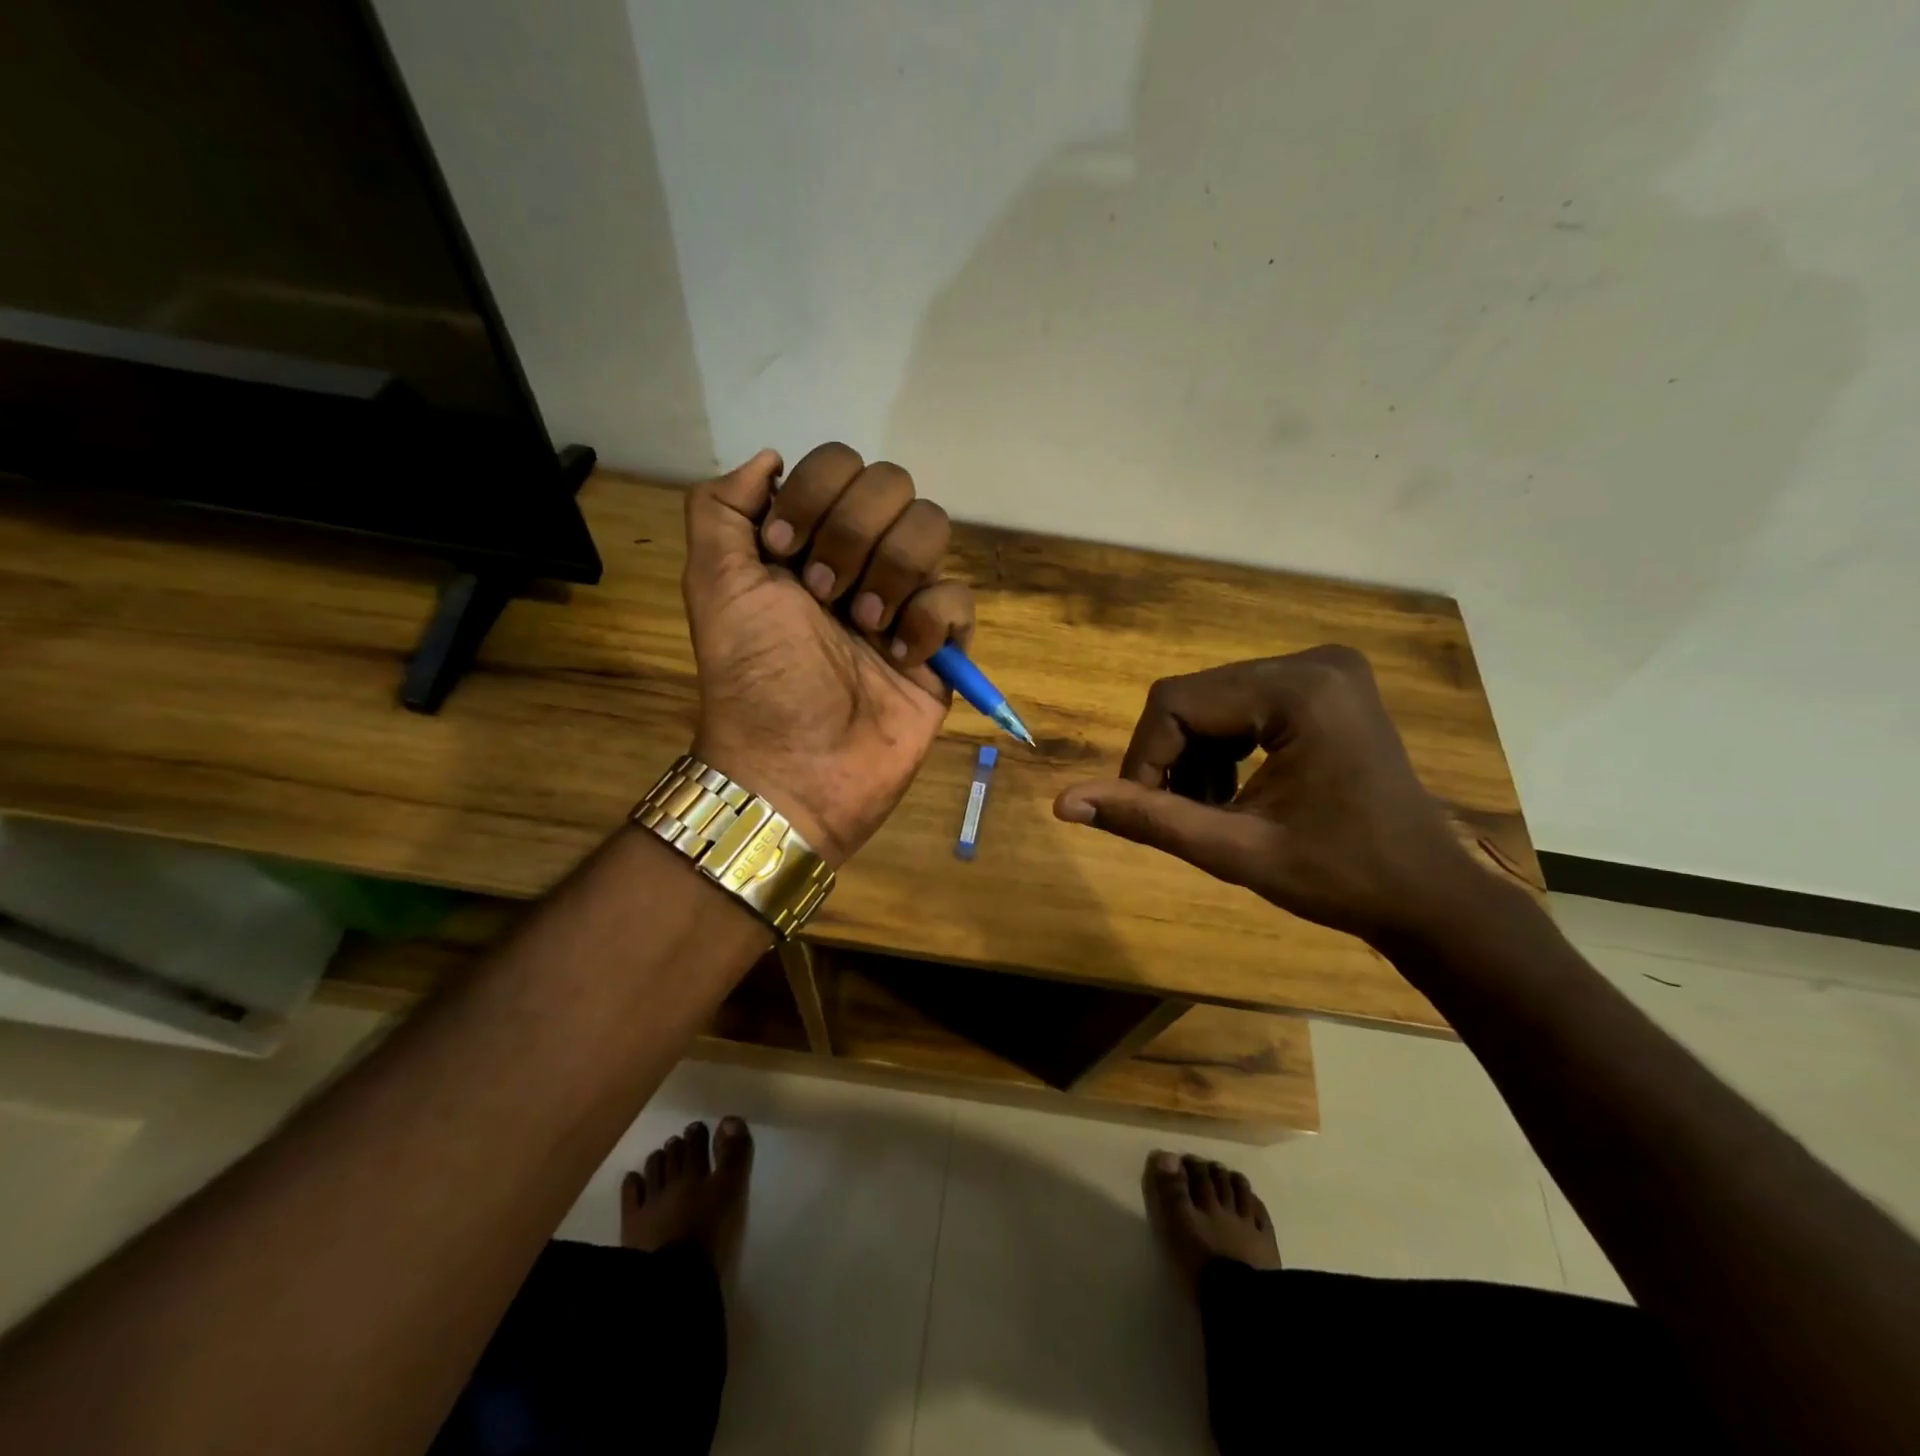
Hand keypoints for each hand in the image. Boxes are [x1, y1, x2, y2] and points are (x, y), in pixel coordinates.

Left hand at [682, 444, 972, 865]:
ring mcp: (903, 599)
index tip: (784, 551)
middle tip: (824, 597)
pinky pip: (957, 598)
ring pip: (932, 528)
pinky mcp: (940, 644)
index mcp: (808, 539)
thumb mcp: (713, 584)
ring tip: (864, 628)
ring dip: (892, 573)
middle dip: (854, 534)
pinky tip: (900, 660)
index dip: (817, 493)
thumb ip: (721, 507)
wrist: (796, 767)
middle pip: (893, 484)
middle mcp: (859, 559)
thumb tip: (770, 458)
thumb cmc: (754, 677)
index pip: (839, 464)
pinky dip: (928, 622)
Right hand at [1052, 647, 1485, 944]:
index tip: (1146, 813)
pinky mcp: (1326, 686)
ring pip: (1214, 700)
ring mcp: (1325, 670)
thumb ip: (1148, 819)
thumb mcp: (1234, 851)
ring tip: (1208, 810)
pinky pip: (1244, 703)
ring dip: (1194, 755)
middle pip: (1194, 697)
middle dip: (1171, 759)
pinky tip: (1234, 791)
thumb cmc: (1340, 879)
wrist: (1429, 896)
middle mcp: (1314, 661)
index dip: (1144, 759)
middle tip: (1178, 816)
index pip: (1177, 703)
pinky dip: (1223, 747)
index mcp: (1300, 690)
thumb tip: (1063, 802)